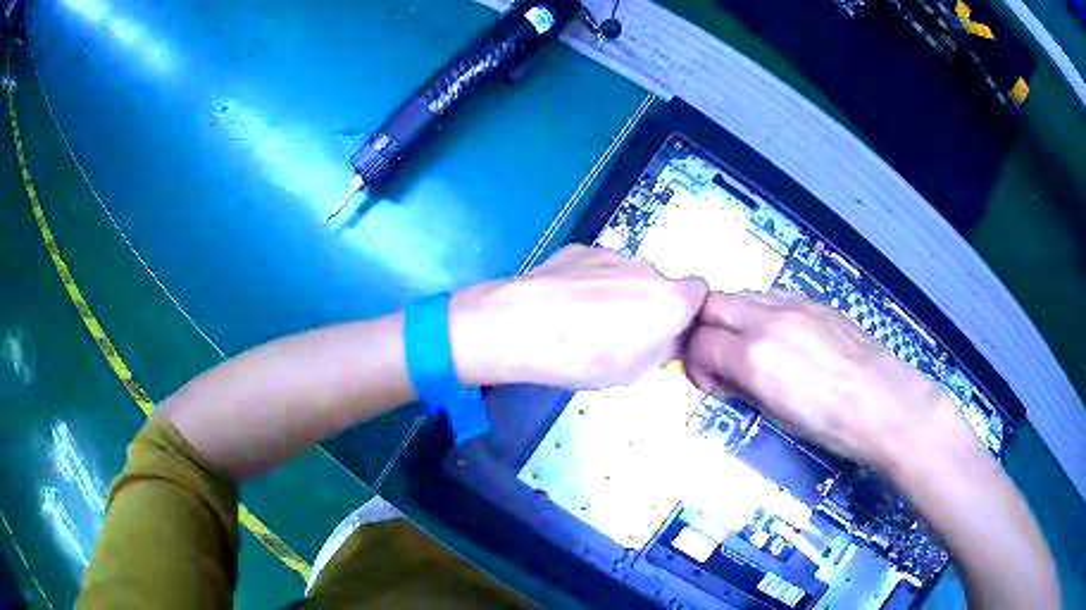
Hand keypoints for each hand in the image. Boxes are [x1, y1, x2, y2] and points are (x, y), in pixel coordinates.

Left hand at [450, 245, 707, 388]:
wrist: (522, 325)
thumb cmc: (587, 357)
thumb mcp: (637, 370)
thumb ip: (663, 347)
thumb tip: (665, 335)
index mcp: (671, 298)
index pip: (701, 294)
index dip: (687, 314)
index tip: (668, 336)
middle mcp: (647, 268)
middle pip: (661, 285)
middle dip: (650, 306)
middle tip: (621, 335)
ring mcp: (612, 254)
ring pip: (628, 275)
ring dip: (619, 294)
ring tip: (585, 321)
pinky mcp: (580, 249)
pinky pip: (597, 268)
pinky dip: (590, 283)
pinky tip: (564, 304)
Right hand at [682, 291, 973, 465]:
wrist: (883, 402)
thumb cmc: (829, 424)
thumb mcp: (775, 415)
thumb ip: (741, 386)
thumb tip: (723, 376)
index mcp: (755, 356)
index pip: (699, 342)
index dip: (694, 362)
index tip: (708, 382)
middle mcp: (767, 320)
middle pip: (711, 304)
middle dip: (704, 330)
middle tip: (718, 359)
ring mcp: (793, 305)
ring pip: (741, 296)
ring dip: (732, 319)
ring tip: (750, 349)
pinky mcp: (813, 301)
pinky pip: (771, 298)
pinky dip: (761, 314)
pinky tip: (780, 339)